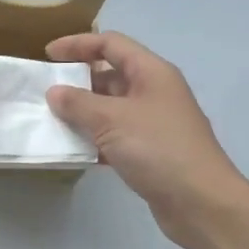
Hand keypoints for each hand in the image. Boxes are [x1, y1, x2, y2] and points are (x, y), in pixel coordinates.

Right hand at [45, 32, 248, 248]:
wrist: (202, 203)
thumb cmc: (158, 148)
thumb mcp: (112, 120)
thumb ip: (78, 103)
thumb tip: (54, 92)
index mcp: (151, 72)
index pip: (110, 44)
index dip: (78, 44)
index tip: (47, 55)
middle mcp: (154, 92)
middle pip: (110, 75)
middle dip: (78, 81)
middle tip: (46, 92)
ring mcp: (154, 123)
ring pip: (111, 108)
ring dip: (83, 113)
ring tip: (52, 120)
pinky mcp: (151, 152)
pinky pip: (115, 136)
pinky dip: (94, 139)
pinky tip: (73, 150)